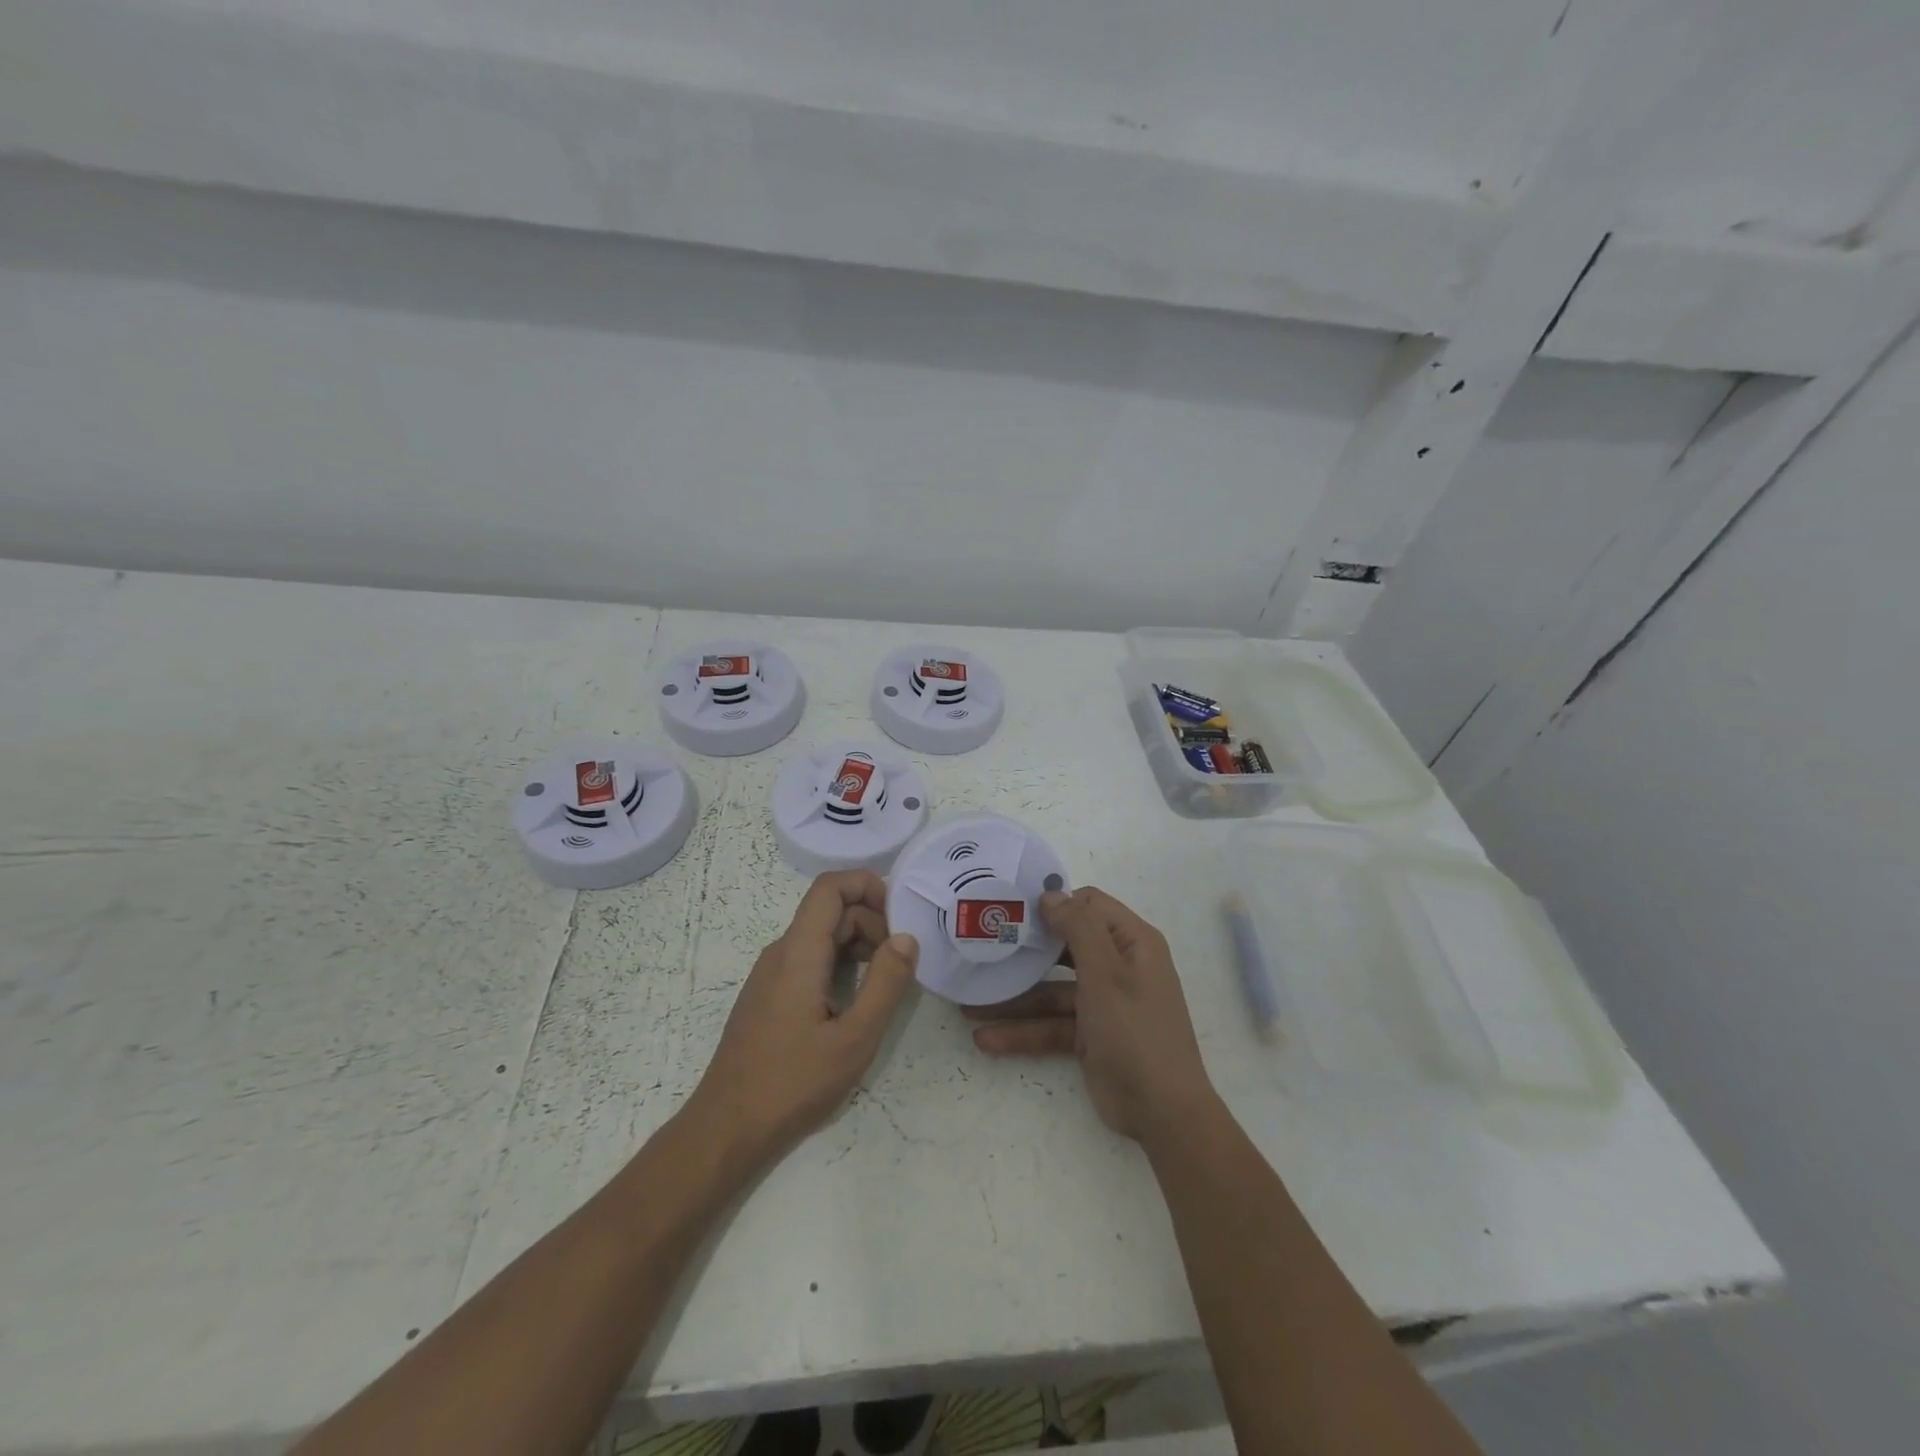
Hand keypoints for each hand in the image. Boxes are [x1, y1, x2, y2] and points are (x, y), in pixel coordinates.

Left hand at [682, 870, 918, 1170]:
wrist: (727, 1128)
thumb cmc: (792, 1083)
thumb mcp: (854, 1039)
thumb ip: (885, 983)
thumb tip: (907, 937)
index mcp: (799, 952)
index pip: (830, 886)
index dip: (867, 885)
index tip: (901, 917)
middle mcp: (781, 952)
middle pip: (831, 911)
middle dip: (873, 923)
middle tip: (902, 964)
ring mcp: (771, 974)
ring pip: (822, 936)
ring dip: (859, 946)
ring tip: (885, 986)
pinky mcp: (770, 995)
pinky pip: (810, 960)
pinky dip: (841, 965)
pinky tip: (856, 1003)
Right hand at [967, 887, 1215, 1143]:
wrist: (1163, 1113)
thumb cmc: (1136, 1030)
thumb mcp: (1106, 973)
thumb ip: (1079, 927)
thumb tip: (1051, 894)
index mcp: (1132, 943)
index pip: (1089, 906)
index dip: (1055, 904)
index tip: (1014, 911)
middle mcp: (1119, 966)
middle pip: (1064, 947)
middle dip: (1024, 952)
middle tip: (983, 948)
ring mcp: (1103, 1003)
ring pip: (1052, 991)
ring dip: (1014, 998)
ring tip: (968, 1006)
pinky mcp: (1090, 1036)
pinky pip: (1052, 1025)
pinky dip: (1023, 1032)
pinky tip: (986, 1039)